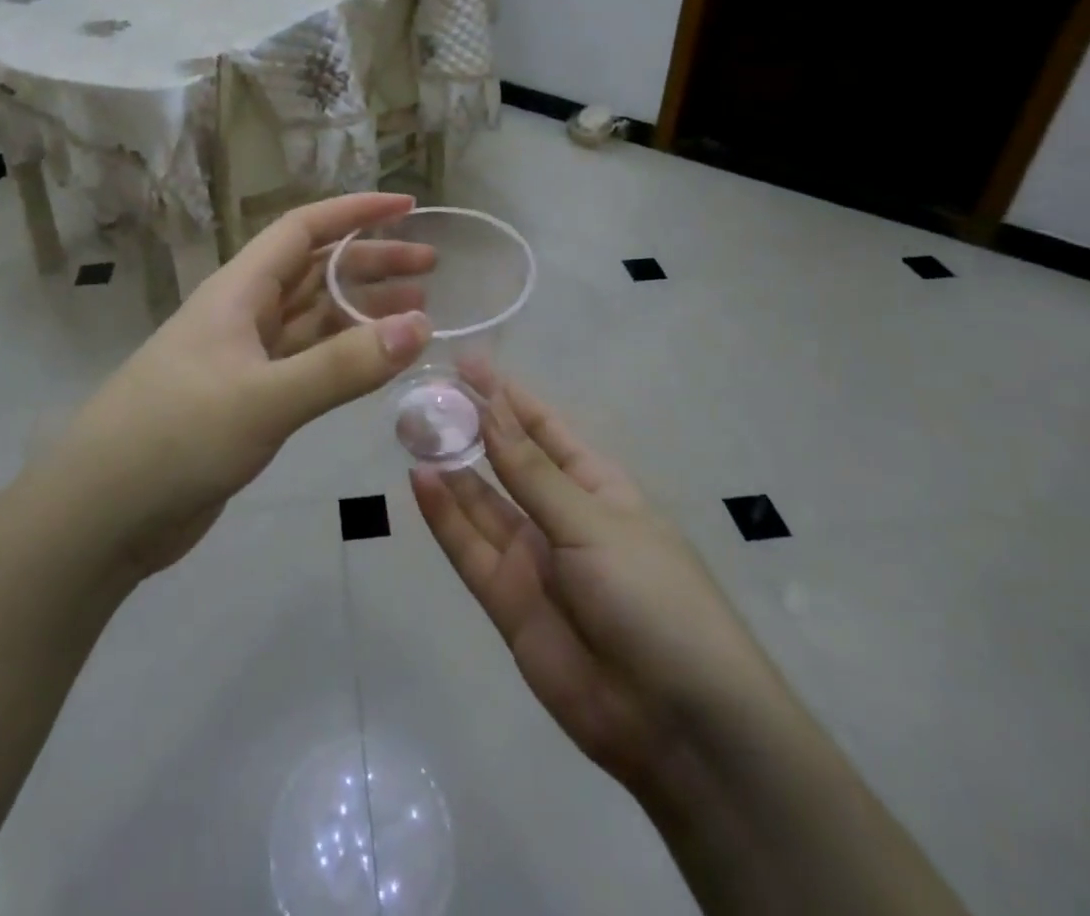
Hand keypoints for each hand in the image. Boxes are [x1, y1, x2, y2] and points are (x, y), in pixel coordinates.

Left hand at [52, 193, 433, 578]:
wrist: (101, 513)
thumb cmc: (175, 437)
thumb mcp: (264, 398)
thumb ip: (342, 367)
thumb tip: (421, 325)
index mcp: (239, 291)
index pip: (303, 230)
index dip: (355, 213)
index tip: (407, 208)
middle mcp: (244, 315)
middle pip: (316, 271)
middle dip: (371, 263)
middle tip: (430, 268)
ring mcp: (245, 359)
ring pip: (314, 319)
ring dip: (362, 312)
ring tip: (420, 313)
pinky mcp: (248, 401)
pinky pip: (306, 364)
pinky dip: (343, 358)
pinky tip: (375, 364)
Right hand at [411, 366, 775, 798]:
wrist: (678, 725)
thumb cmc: (653, 598)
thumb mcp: (594, 523)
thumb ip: (532, 472)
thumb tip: (491, 408)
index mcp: (598, 488)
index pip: (544, 429)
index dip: (508, 396)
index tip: (467, 364)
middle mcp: (561, 517)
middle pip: (507, 462)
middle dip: (471, 428)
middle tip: (425, 392)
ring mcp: (532, 559)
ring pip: (481, 502)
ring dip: (450, 467)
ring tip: (412, 427)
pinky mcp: (506, 601)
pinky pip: (468, 549)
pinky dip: (443, 516)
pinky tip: (419, 479)